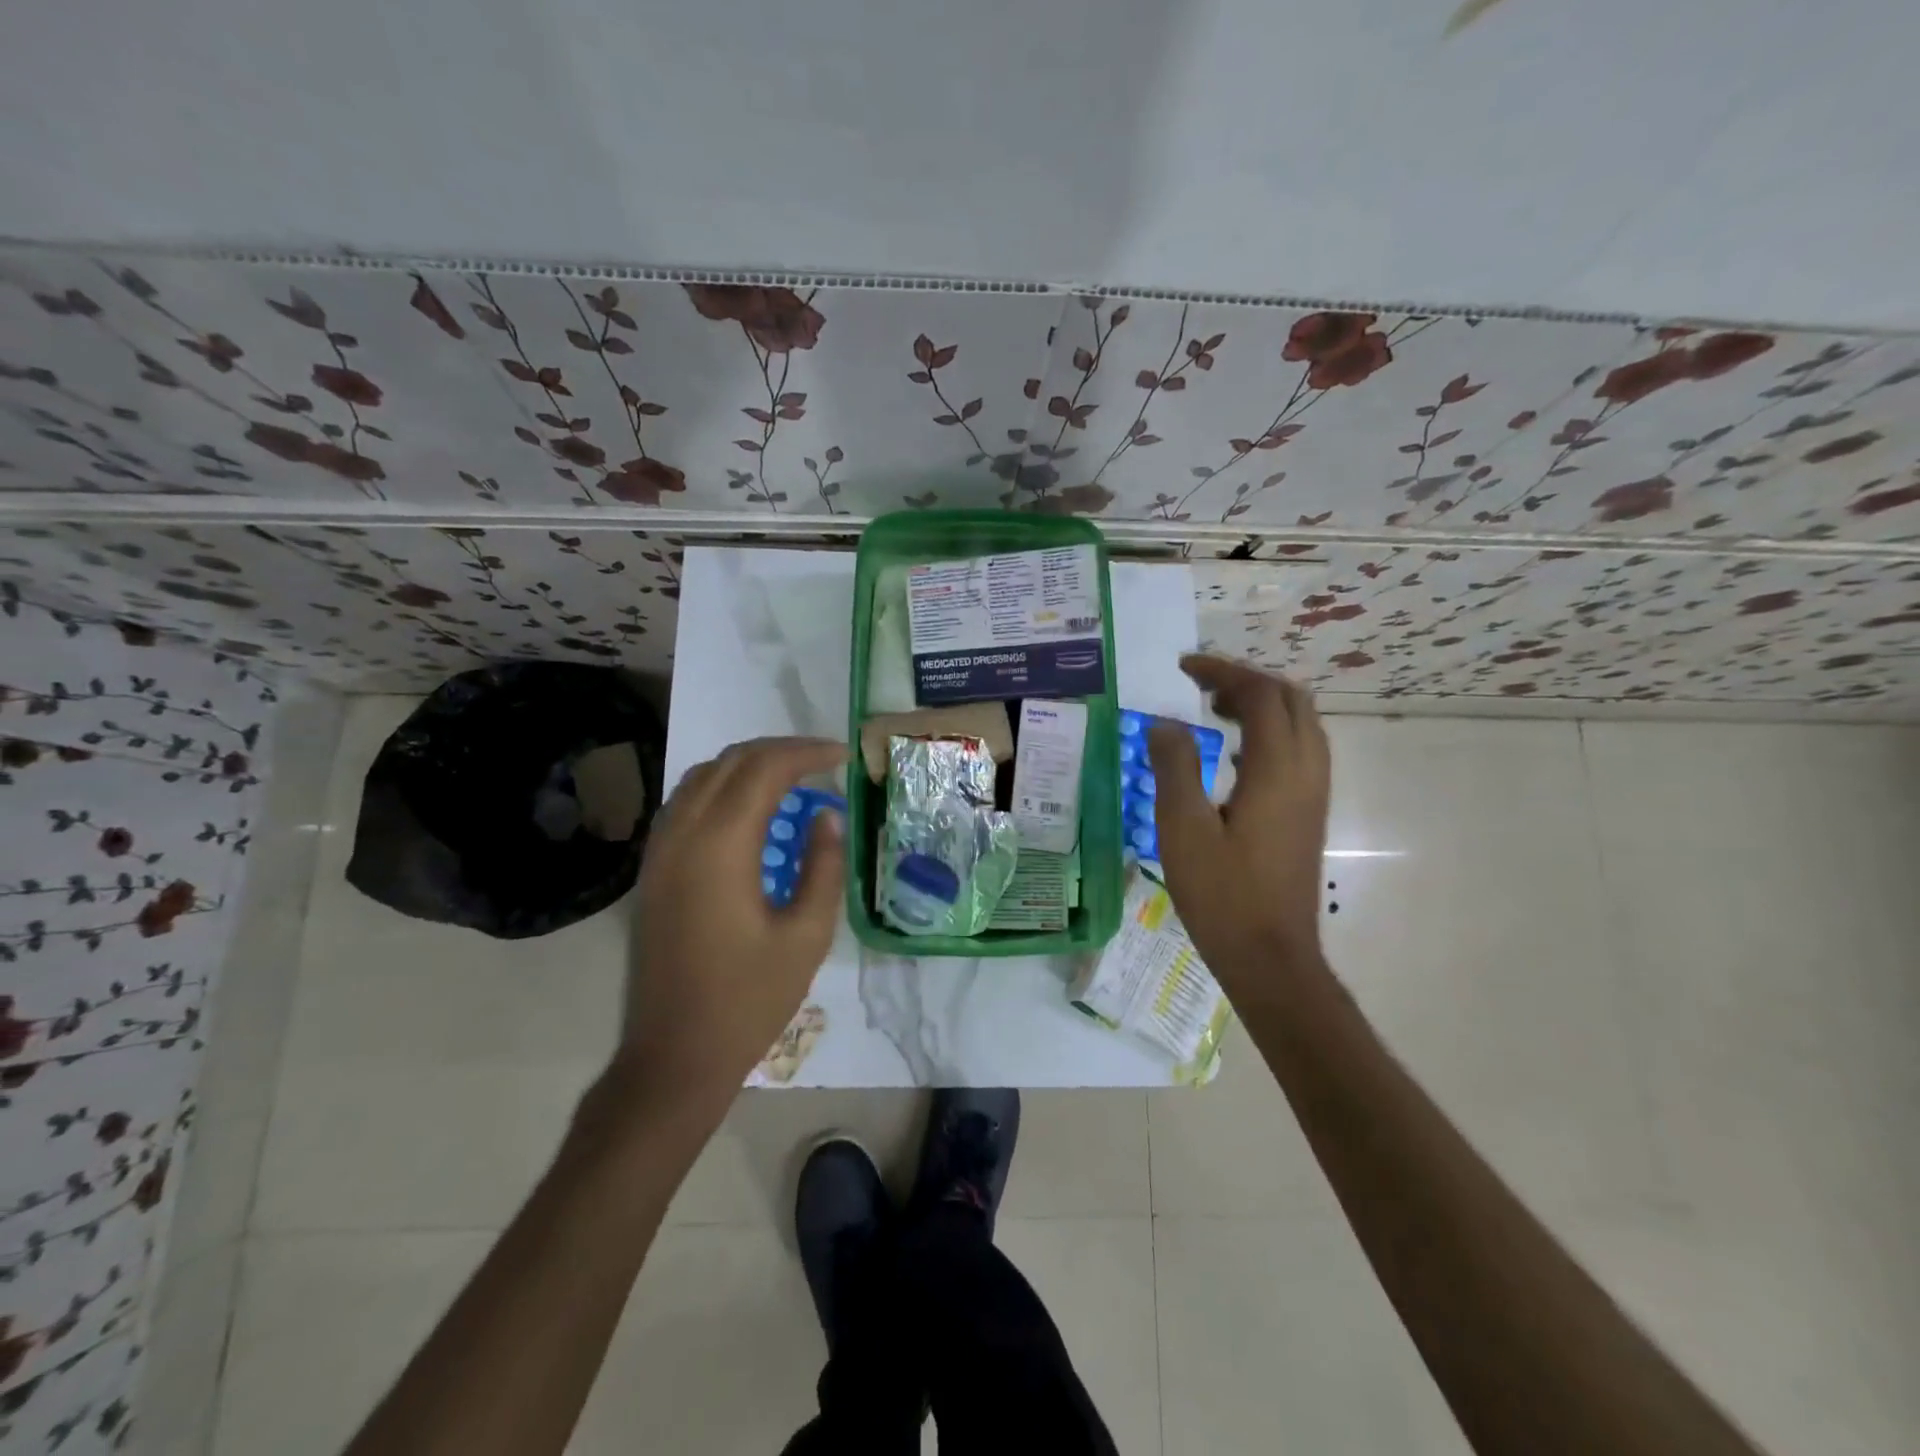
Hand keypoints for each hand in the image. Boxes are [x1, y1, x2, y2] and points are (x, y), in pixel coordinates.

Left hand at [615, 737, 846, 1111]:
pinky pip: (685, 802)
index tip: (843, 757)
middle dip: (780, 752)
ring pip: (702, 776)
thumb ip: (822, 866)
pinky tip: (749, 811)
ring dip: (748, 765)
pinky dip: (721, 788)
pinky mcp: (652, 869)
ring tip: (791, 779)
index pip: (765, 769)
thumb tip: (828, 816)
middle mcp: (682, 834)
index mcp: (720, 846)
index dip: (808, 753)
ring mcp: (659, 850)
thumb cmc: (749, 999)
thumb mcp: (807, 935)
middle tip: (823, 763)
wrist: (675, 1055)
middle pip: (730, 762)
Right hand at [1148, 656, 1331, 988]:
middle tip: (1200, 685)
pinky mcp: (1310, 813)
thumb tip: (1167, 723)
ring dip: (1262, 704)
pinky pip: (1300, 750)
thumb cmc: (1222, 894)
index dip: (1221, 671)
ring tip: (1214, 711)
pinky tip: (1235, 755)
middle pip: (1290, 700)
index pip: (1259, 694)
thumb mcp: (1182, 828)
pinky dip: (1270, 732)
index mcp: (1278, 769)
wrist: (1271, 956)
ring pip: (1301, 724)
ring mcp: (1314, 794)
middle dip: (1246, 681)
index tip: (1182, 668)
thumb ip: (1175, 766)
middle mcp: (1307, 772)